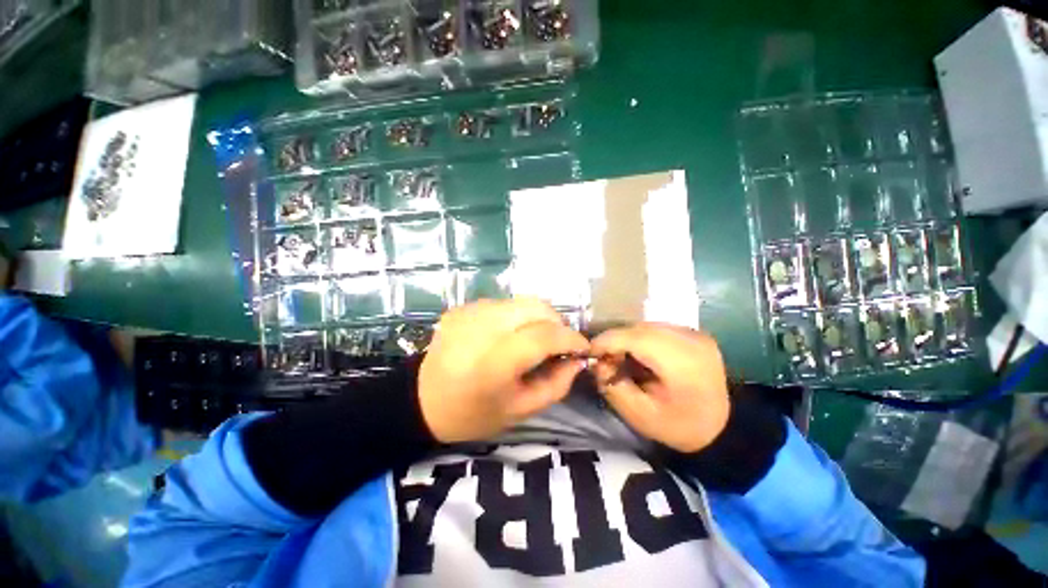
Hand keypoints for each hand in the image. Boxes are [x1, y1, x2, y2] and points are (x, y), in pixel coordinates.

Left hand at [418, 298, 589, 443]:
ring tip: (536, 338)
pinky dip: (517, 316)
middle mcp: (481, 329)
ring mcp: (469, 313)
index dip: (570, 338)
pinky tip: (510, 335)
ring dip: (538, 318)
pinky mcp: (462, 307)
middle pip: (535, 307)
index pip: (543, 335)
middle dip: (557, 322)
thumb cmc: (474, 414)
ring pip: (522, 301)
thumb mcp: (521, 411)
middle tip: (560, 343)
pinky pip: (503, 304)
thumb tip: (578, 359)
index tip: (582, 347)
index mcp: (493, 363)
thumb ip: (557, 384)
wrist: (422, 400)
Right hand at [591, 324, 729, 453]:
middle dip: (615, 340)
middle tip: (604, 359)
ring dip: (627, 338)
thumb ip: (613, 386)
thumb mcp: (639, 415)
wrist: (723, 429)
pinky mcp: (695, 334)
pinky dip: (641, 338)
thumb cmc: (680, 427)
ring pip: (646, 325)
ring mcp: (695, 334)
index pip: (634, 338)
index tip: (589, 352)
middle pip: (639, 329)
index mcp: (682, 363)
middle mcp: (690, 340)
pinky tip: (639, 354)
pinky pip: (657, 328)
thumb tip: (597, 363)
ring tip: (619, 357)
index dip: (606, 341)